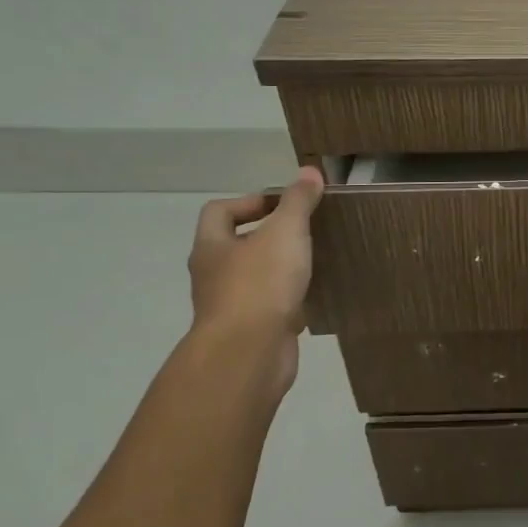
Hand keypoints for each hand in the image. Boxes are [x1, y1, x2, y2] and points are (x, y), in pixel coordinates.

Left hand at [186, 167, 323, 396]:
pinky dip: (290, 300)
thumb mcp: (285, 232)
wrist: (248, 355)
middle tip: (305, 231)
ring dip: (281, 269)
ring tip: (315, 261)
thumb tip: (309, 172)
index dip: (250, 202)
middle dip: (269, 235)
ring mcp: (230, 307)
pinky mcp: (251, 332)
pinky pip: (271, 307)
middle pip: (236, 245)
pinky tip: (315, 296)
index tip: (286, 206)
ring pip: (255, 278)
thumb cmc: (260, 284)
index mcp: (212, 247)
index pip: (219, 211)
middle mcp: (214, 275)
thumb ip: (298, 202)